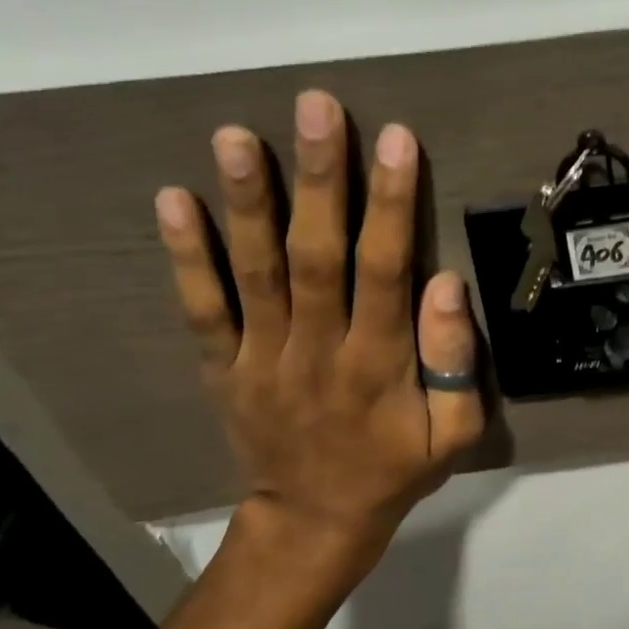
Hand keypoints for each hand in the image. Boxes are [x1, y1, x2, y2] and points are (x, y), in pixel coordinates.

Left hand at [154, 91, 484, 562]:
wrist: (315, 521)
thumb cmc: (395, 471)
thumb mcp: (452, 435)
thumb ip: (455, 364)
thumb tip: (445, 285)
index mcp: (377, 365)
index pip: (384, 272)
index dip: (390, 205)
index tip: (396, 141)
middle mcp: (315, 349)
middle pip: (315, 255)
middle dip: (318, 179)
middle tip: (316, 107)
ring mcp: (262, 357)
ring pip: (254, 271)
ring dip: (246, 201)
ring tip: (236, 135)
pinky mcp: (224, 367)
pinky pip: (202, 309)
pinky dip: (186, 257)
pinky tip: (173, 200)